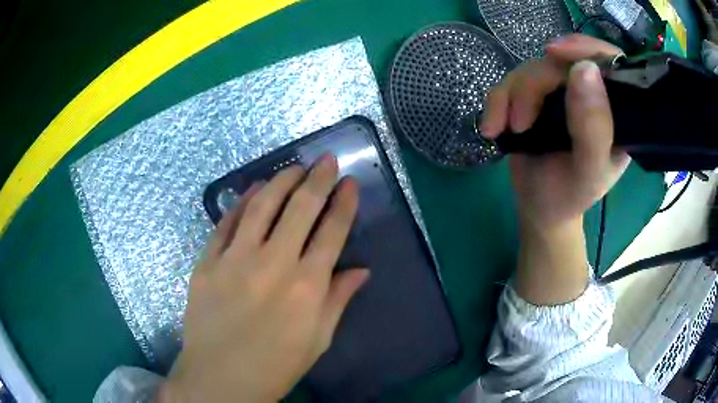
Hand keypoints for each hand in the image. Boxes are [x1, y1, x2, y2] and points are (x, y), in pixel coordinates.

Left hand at [160, 156, 369, 402]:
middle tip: (326, 161)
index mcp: (306, 287)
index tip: (350, 183)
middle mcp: (273, 264)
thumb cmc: (274, 366)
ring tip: (293, 168)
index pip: (332, 231)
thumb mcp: (317, 340)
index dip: (344, 203)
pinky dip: (241, 202)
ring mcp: (235, 260)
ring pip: (262, 206)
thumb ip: (338, 300)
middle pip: (300, 208)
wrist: (219, 379)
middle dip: (317, 179)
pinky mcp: (208, 262)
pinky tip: (252, 190)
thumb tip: (361, 270)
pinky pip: (226, 223)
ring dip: (281, 181)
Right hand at [481, 34, 629, 229]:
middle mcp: (590, 93)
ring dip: (511, 97)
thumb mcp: (588, 171)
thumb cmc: (570, 195)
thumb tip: (585, 69)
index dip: (585, 47)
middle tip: (520, 124)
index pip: (610, 61)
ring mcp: (560, 91)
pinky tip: (492, 127)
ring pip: (531, 69)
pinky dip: (497, 102)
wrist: (540, 206)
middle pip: (561, 61)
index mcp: (615, 110)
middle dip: (534, 86)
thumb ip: (594, 127)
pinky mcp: (534, 95)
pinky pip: (510, 81)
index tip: (554, 52)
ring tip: (505, 131)